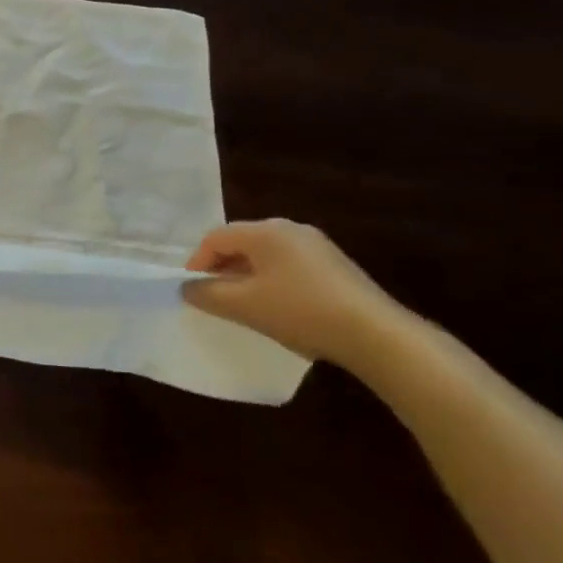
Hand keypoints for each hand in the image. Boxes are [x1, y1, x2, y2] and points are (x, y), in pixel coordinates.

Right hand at [182, 219, 408, 367]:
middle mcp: (290, 229)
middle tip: (214, 297)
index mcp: (265, 231)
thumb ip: (207, 294)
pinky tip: (277, 308)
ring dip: (246, 277)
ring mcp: (317, 245)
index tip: (192, 291)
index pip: (215, 238)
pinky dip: (272, 281)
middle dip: (221, 269)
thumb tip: (186, 287)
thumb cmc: (300, 311)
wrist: (375, 334)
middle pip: (241, 243)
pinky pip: (289, 266)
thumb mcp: (244, 306)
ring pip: (265, 256)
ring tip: (243, 305)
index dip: (197, 263)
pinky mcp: (335, 265)